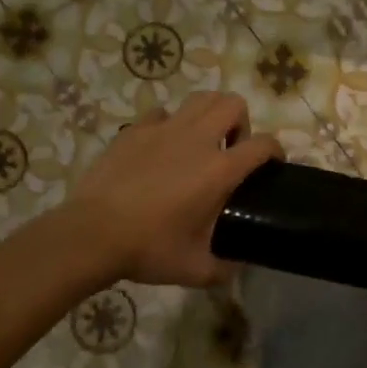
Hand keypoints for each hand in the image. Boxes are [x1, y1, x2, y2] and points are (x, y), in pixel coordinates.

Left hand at [64, 92, 282, 286]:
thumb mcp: (195, 268)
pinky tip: (162, 149)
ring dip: (210, 114)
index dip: (275, 152)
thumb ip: (225, 268)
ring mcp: (163, 129)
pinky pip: (162, 113)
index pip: (262, 145)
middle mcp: (197, 139)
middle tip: (231, 151)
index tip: (272, 165)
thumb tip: (237, 267)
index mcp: (219, 170)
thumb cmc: (148, 249)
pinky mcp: (135, 130)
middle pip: (233, 103)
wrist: (91, 234)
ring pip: (200, 98)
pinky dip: (170, 125)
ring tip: (202, 142)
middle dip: (241, 123)